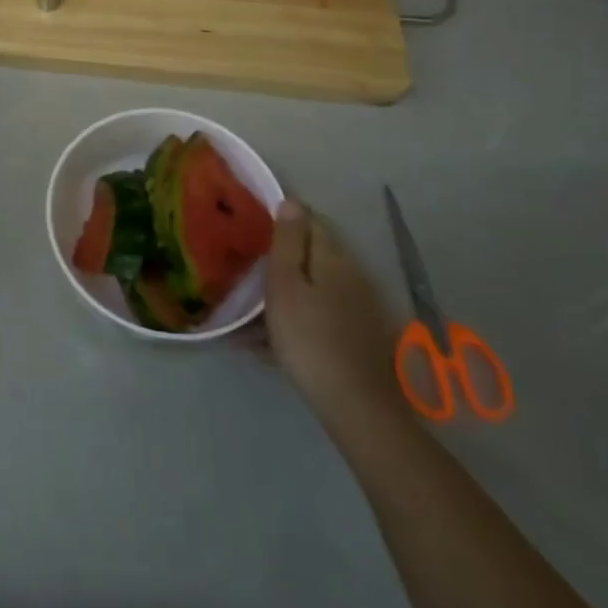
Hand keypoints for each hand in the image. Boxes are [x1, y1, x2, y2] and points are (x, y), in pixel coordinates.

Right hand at [264, 198, 409, 445]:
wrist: (357, 407)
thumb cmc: (309, 338)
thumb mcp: (285, 285)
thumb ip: (287, 242)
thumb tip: (291, 201)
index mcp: (332, 257)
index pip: (309, 221)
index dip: (283, 219)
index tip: (255, 228)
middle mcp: (350, 275)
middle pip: (311, 256)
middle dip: (282, 260)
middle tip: (248, 273)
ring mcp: (358, 307)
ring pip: (313, 289)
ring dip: (285, 294)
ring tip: (250, 318)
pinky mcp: (358, 336)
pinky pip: (320, 316)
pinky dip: (297, 320)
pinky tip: (271, 345)